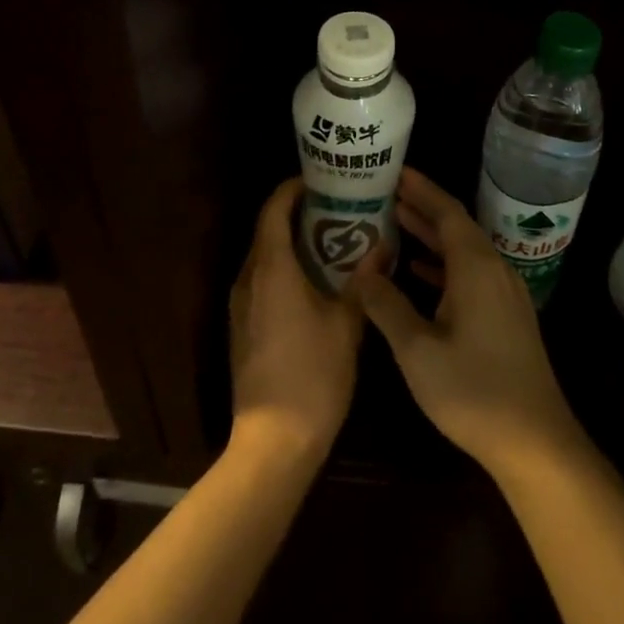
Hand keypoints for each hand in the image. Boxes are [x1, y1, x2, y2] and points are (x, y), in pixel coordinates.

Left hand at [228, 177, 364, 458]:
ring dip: (291, 242)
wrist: (273, 443)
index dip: (292, 189)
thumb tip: (383, 245)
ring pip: (264, 257)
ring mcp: (241, 306)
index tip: (319, 180)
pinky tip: (315, 280)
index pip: (273, 210)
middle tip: (336, 206)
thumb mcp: (348, 324)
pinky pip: (262, 281)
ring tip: (331, 238)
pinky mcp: (242, 328)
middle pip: (267, 230)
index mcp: (271, 269)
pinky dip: (285, 268)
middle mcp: (248, 279)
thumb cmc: (313, 375)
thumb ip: (364, 280)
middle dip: (297, 213)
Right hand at [355, 168, 586, 478]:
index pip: (446, 211)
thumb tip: (360, 270)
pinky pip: (472, 272)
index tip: (394, 171)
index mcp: (475, 266)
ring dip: (432, 235)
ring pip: (464, 249)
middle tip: (386, 191)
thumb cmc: (473, 391)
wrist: (535, 441)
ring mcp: (505, 291)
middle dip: (422, 207)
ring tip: (396, 222)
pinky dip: (445, 264)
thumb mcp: (417, 350)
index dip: (420, 188)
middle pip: (456, 225)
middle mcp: (494, 268)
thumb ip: (386, 305)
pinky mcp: (507, 314)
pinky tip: (421, 272)